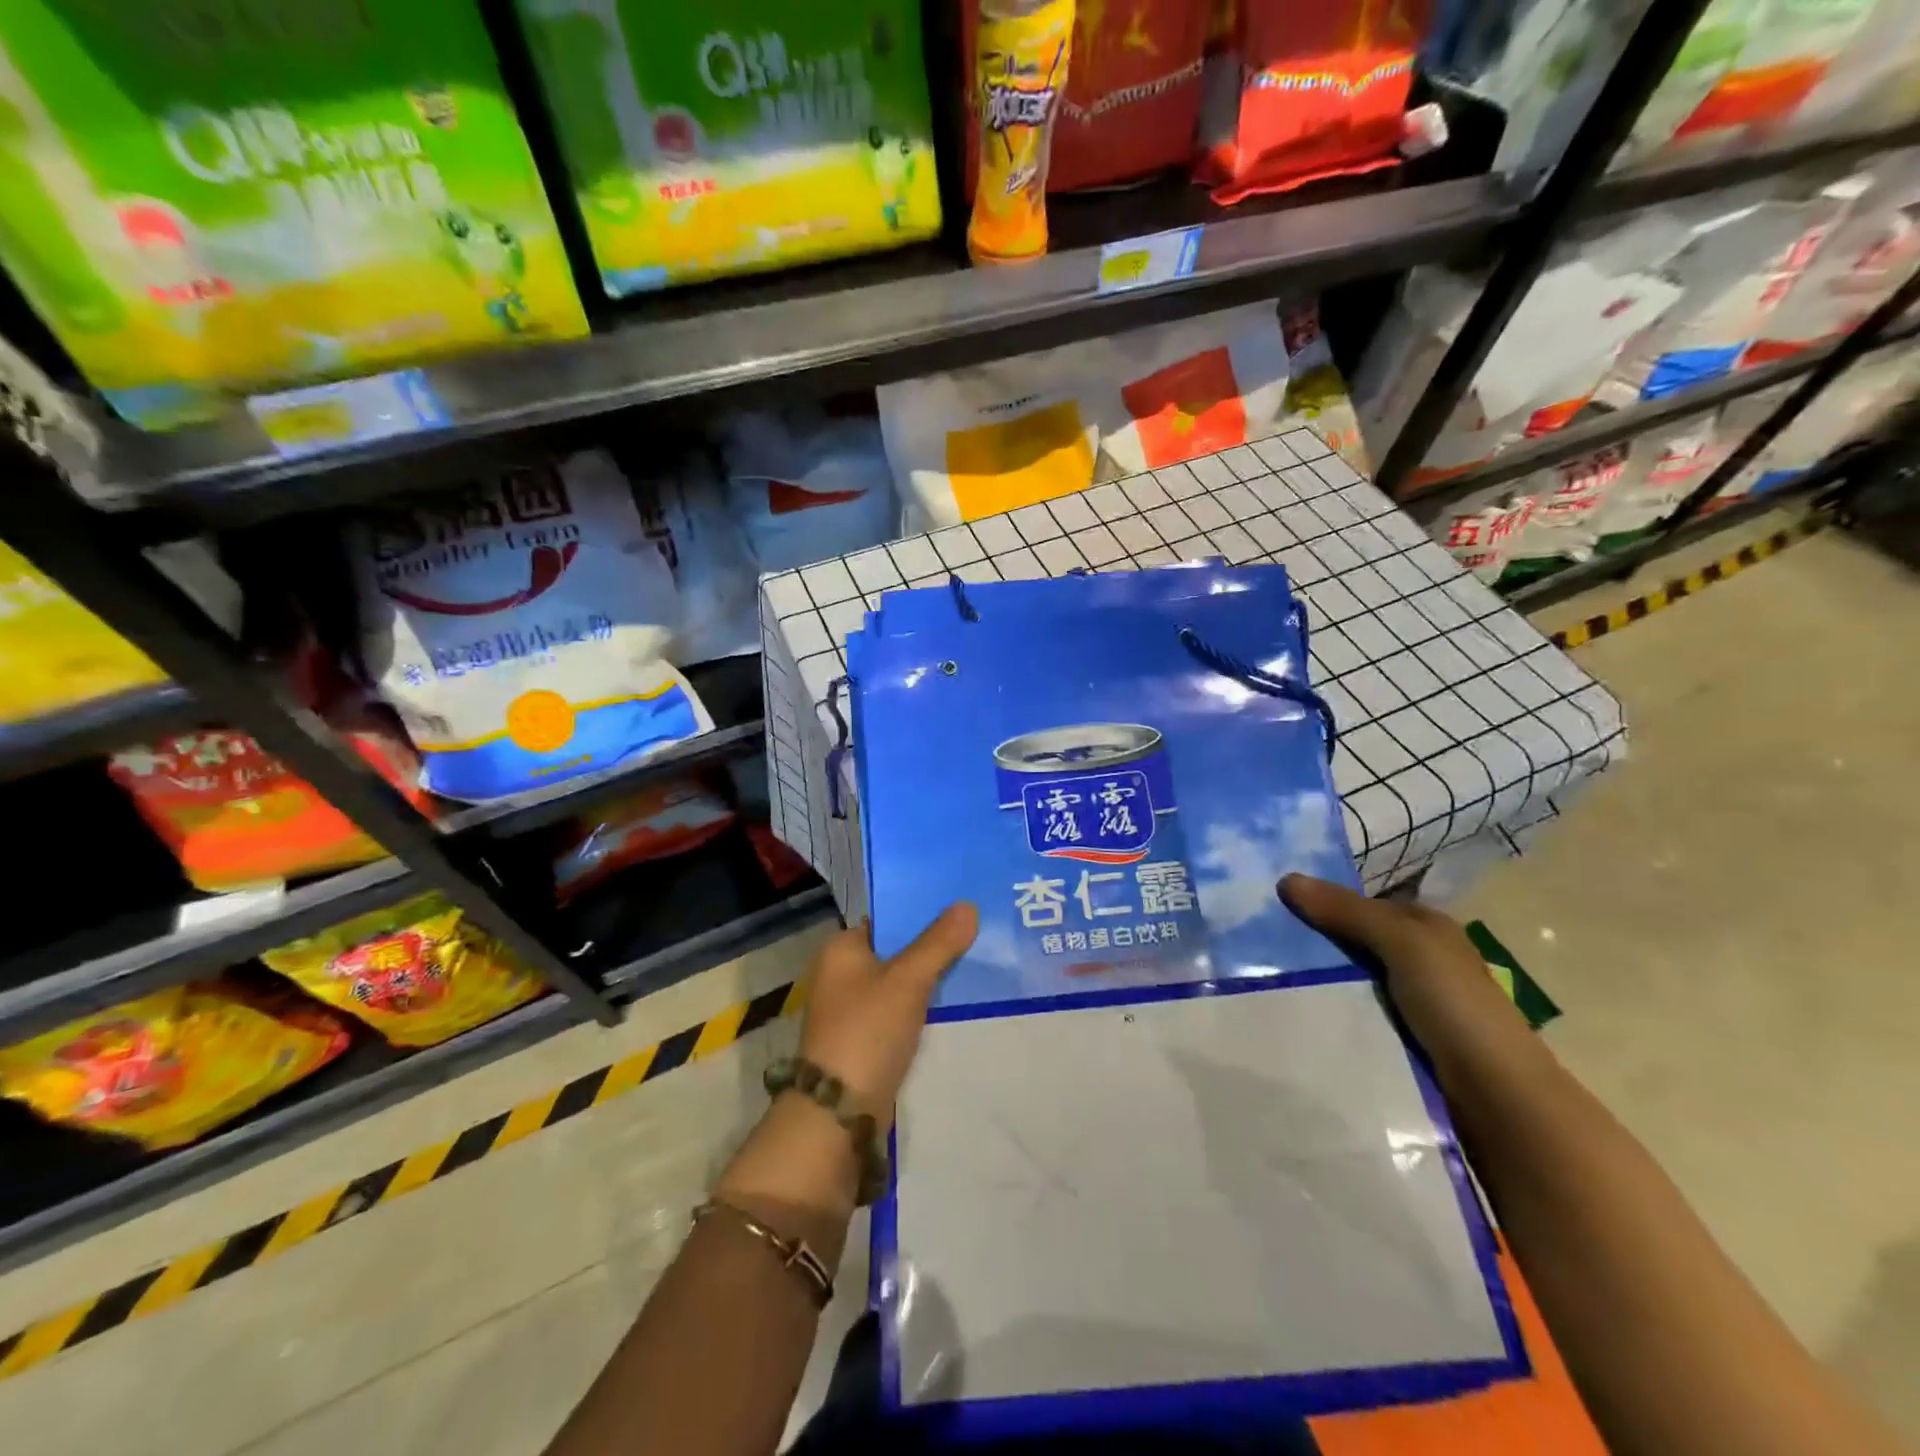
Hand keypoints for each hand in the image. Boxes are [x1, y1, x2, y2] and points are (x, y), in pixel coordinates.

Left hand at [797, 902, 978, 1126]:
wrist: (840, 1111)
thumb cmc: (868, 1030)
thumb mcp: (908, 980)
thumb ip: (939, 943)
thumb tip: (968, 905)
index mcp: (840, 949)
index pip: (885, 919)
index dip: (920, 911)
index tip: (958, 907)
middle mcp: (840, 974)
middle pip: (894, 949)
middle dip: (930, 945)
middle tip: (975, 933)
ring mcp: (850, 1009)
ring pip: (898, 982)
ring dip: (928, 977)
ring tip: (974, 962)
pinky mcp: (863, 1039)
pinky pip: (898, 1010)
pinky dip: (921, 1005)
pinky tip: (953, 1002)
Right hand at [1279, 874, 1531, 1077]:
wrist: (1496, 1097)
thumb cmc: (1455, 1004)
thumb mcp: (1403, 944)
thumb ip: (1348, 912)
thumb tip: (1286, 879)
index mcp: (1426, 929)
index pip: (1361, 906)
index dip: (1321, 902)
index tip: (1272, 907)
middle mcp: (1418, 960)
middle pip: (1351, 942)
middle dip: (1312, 943)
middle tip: (1257, 944)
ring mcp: (1409, 1003)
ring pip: (1348, 980)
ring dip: (1317, 982)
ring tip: (1264, 980)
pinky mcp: (1398, 1040)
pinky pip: (1352, 1015)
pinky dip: (1328, 1012)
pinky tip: (1296, 1013)